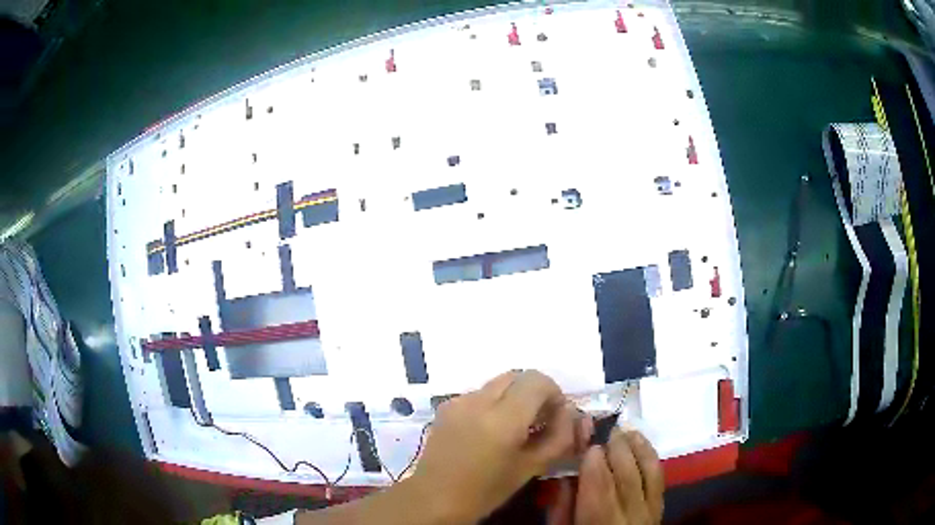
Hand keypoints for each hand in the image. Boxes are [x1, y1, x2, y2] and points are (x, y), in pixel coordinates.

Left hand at [407, 370, 589, 523]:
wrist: (435, 498)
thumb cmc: (486, 490)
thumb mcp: (531, 468)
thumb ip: (559, 437)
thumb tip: (570, 412)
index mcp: (502, 418)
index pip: (537, 380)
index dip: (553, 393)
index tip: (555, 417)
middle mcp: (478, 400)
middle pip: (517, 376)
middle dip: (533, 393)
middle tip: (538, 421)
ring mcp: (458, 401)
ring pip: (497, 384)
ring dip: (513, 397)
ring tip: (513, 428)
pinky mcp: (445, 407)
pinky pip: (478, 394)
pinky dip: (492, 404)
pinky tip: (488, 431)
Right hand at [560, 428, 663, 524]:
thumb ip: (562, 505)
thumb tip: (565, 472)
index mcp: (600, 522)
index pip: (600, 486)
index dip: (593, 459)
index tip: (585, 437)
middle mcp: (631, 516)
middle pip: (626, 475)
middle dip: (614, 447)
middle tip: (601, 426)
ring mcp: (650, 511)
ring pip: (647, 471)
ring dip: (635, 446)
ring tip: (623, 430)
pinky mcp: (659, 506)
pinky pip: (659, 476)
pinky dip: (650, 455)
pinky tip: (640, 441)